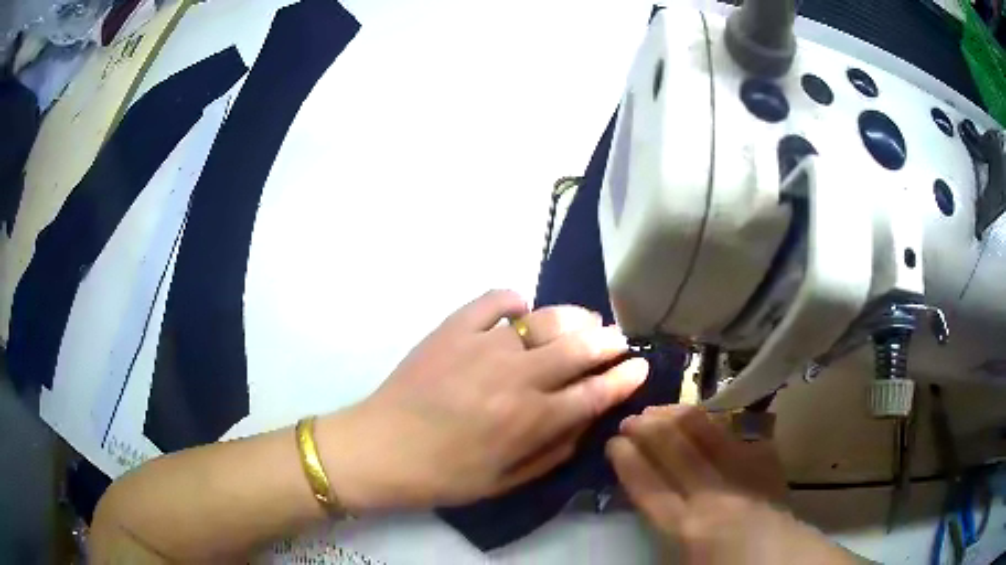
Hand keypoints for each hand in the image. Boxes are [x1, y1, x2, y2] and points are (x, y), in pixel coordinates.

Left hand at [318, 290, 648, 511]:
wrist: (380, 448)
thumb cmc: (444, 475)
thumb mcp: (505, 482)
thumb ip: (553, 451)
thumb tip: (586, 420)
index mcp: (529, 420)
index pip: (594, 393)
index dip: (624, 378)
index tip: (640, 367)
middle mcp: (515, 378)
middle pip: (579, 349)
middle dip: (609, 342)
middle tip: (619, 339)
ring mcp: (482, 346)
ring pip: (545, 320)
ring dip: (574, 318)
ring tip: (586, 321)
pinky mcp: (452, 329)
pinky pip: (494, 300)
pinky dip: (514, 300)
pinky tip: (520, 311)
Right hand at [608, 405, 862, 563]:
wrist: (782, 561)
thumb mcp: (681, 558)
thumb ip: (664, 525)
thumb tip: (648, 492)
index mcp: (685, 529)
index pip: (647, 486)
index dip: (628, 460)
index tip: (614, 442)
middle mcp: (712, 496)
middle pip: (675, 451)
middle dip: (648, 429)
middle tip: (632, 417)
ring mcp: (743, 475)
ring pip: (707, 434)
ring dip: (680, 417)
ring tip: (663, 408)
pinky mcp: (766, 464)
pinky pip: (740, 435)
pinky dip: (719, 424)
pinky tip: (708, 419)